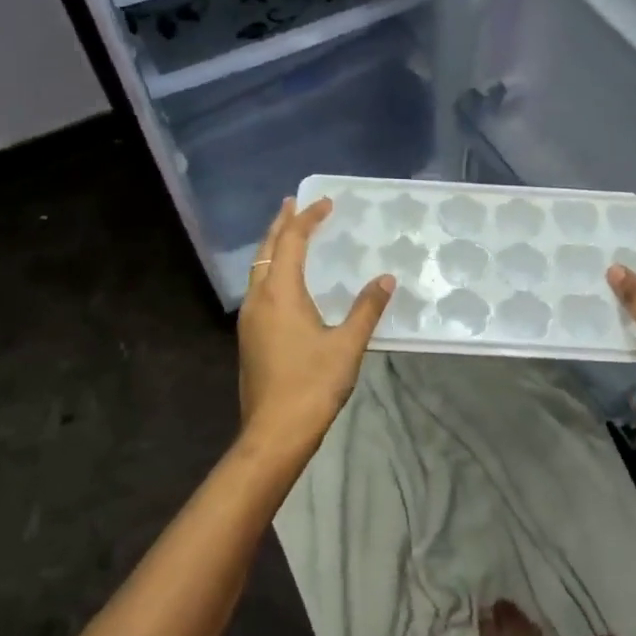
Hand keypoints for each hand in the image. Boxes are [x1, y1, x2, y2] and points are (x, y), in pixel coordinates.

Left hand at [237, 198, 394, 463]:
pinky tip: (285, 283)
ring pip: (258, 270)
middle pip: (266, 251)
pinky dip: (271, 271)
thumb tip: (386, 279)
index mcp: (280, 294)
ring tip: (289, 236)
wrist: (274, 433)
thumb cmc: (312, 385)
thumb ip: (366, 309)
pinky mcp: (249, 338)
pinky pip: (259, 289)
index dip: (307, 219)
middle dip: (280, 225)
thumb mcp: (347, 345)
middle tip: (293, 204)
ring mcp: (249, 320)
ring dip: (273, 248)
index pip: (290, 242)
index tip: (324, 202)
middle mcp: (258, 300)